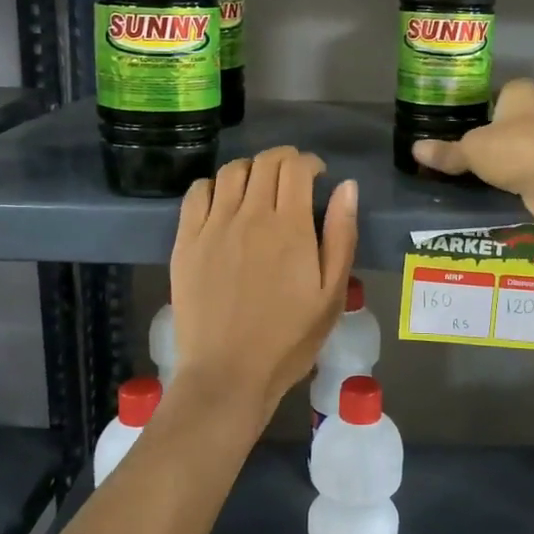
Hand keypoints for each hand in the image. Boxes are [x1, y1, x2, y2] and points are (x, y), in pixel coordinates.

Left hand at [168, 147, 357, 428]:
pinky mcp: (186, 241)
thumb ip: (341, 235)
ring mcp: (213, 226)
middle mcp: (250, 215)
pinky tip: (223, 202)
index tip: (316, 175)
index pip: (296, 167)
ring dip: (250, 169)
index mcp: (290, 226)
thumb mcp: (332, 293)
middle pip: (264, 162)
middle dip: (283, 159)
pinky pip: (197, 193)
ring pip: (231, 172)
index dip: (309, 162)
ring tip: (258, 188)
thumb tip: (346, 186)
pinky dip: (214, 186)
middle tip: (292, 177)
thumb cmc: (289, 338)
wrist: (228, 373)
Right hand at [411, 79, 533, 254]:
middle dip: (490, 128)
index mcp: (520, 92)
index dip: (481, 99)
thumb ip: (447, 151)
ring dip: (503, 153)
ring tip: (473, 165)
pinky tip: (496, 183)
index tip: (461, 114)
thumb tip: (415, 150)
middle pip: (508, 116)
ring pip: (519, 142)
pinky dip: (514, 173)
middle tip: (459, 141)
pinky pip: (527, 165)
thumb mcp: (473, 150)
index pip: (498, 88)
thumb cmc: (517, 151)